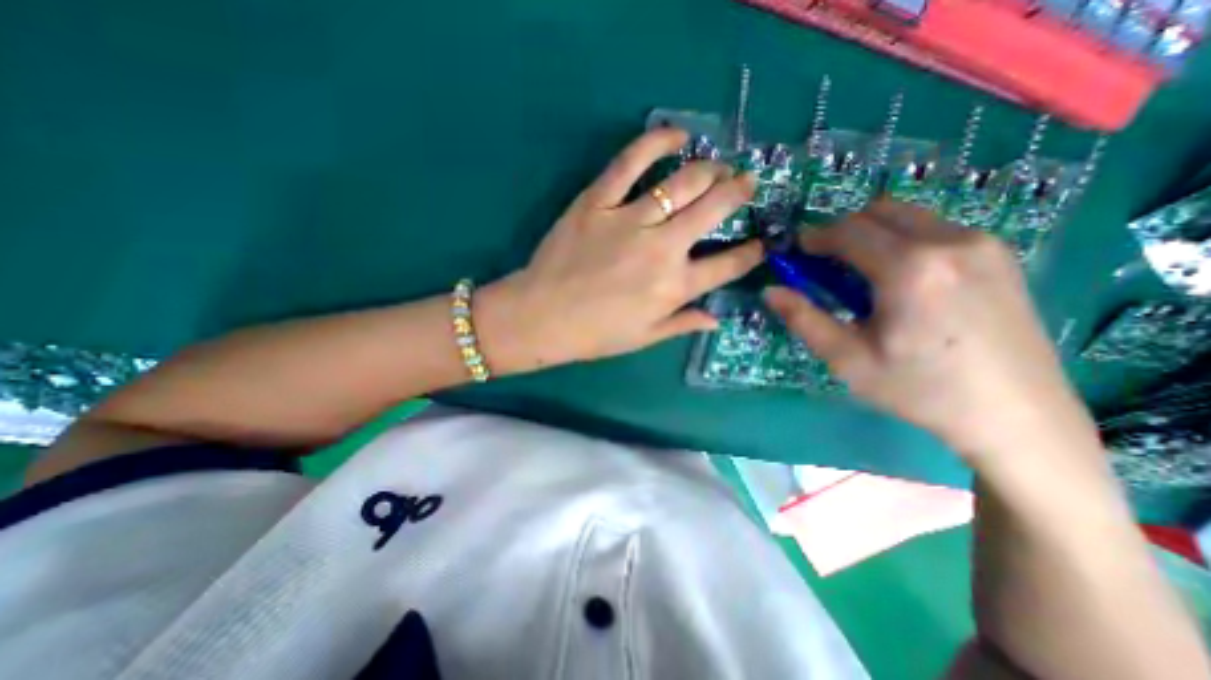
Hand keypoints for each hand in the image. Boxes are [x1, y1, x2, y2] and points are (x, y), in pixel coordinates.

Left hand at [473, 127, 752, 370]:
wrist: (541, 317)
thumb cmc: (595, 334)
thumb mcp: (644, 337)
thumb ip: (683, 324)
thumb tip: (717, 319)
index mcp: (675, 287)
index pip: (729, 265)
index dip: (752, 252)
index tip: (761, 243)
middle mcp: (662, 248)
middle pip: (714, 208)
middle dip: (738, 192)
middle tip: (746, 183)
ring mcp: (630, 219)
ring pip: (683, 182)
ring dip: (710, 169)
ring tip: (718, 167)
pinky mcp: (598, 200)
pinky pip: (630, 162)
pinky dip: (657, 142)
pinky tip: (676, 135)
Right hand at [766, 199, 1099, 470]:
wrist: (1016, 415)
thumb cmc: (920, 389)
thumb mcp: (847, 359)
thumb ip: (804, 319)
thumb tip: (770, 291)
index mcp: (910, 269)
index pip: (847, 231)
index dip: (814, 238)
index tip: (796, 254)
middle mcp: (949, 241)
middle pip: (876, 211)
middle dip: (841, 232)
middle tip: (826, 266)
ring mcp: (981, 243)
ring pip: (906, 216)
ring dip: (872, 234)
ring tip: (862, 276)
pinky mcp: (999, 254)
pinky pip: (933, 228)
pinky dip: (902, 240)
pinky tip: (901, 281)